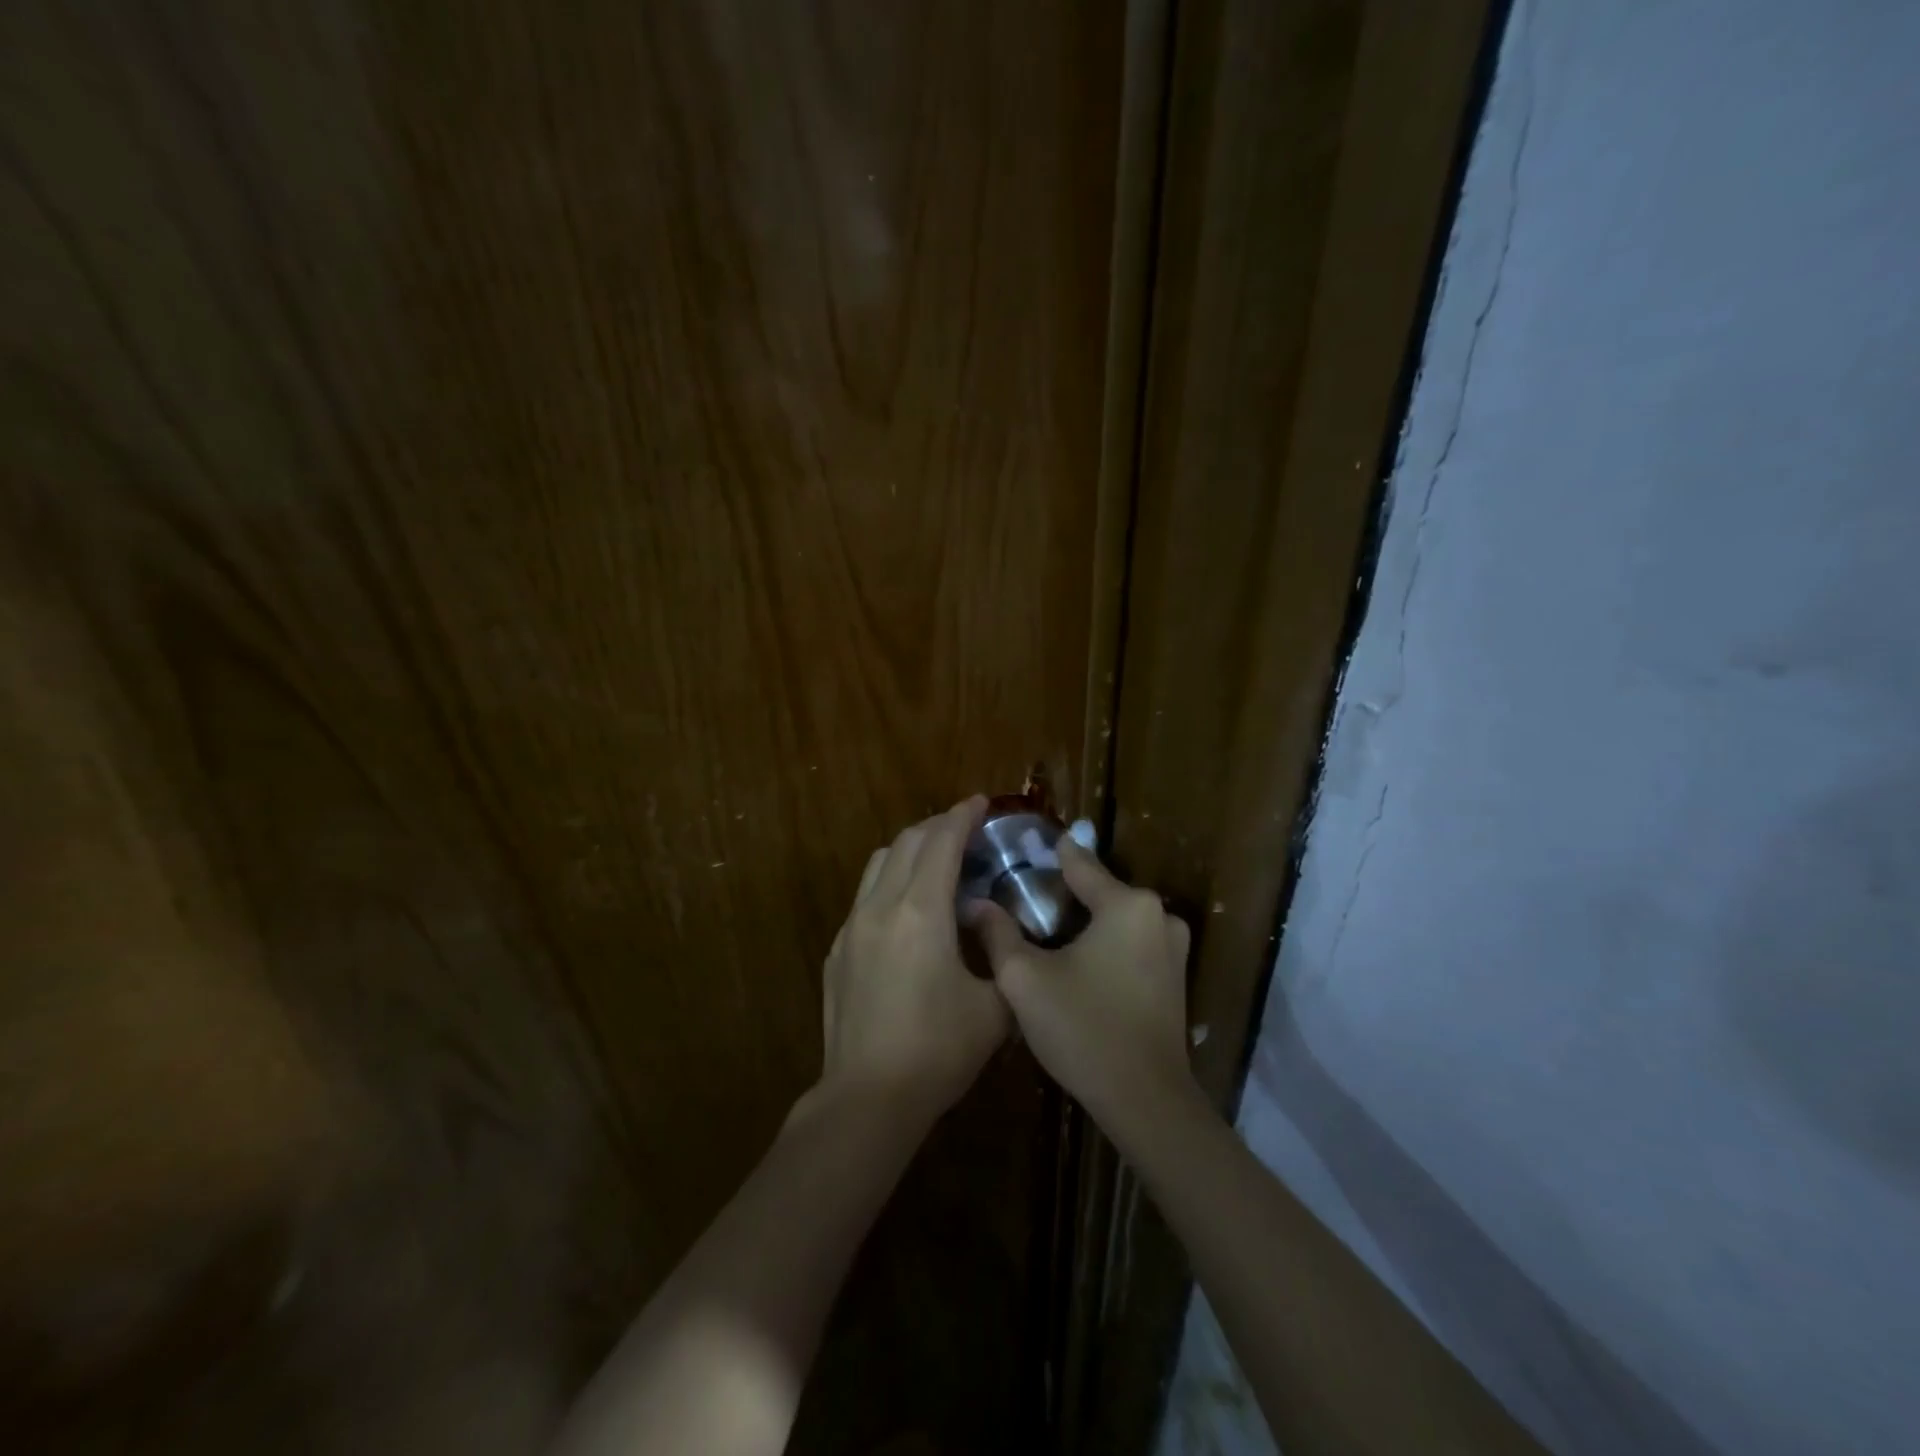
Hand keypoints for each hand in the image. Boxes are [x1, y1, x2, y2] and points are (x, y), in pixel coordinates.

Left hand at [821, 797, 1009, 1115]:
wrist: (868, 1098)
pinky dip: (889, 884)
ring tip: (935, 864)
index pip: (942, 842)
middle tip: (965, 831)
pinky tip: (906, 913)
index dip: (963, 815)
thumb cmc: (939, 1050)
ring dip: (909, 851)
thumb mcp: (994, 1007)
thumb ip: (1001, 956)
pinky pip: (864, 897)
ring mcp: (851, 927)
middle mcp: (880, 906)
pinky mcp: (836, 951)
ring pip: (878, 864)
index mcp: (921, 911)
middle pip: (907, 842)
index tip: (981, 802)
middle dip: (937, 826)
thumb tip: (992, 927)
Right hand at [963, 838, 1193, 1134]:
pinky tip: (1077, 964)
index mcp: (1127, 904)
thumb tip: (975, 904)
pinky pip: (1131, 942)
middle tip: (1021, 903)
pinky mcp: (1176, 975)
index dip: (1047, 855)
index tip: (1021, 848)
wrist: (1146, 1102)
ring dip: (1084, 922)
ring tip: (1043, 934)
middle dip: (1062, 895)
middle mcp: (1158, 914)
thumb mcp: (1025, 979)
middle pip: (1099, 890)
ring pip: (1115, 918)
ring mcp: (1173, 946)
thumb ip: (998, 934)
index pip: (1079, 862)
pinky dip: (1105, 945)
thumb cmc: (1083, 1029)